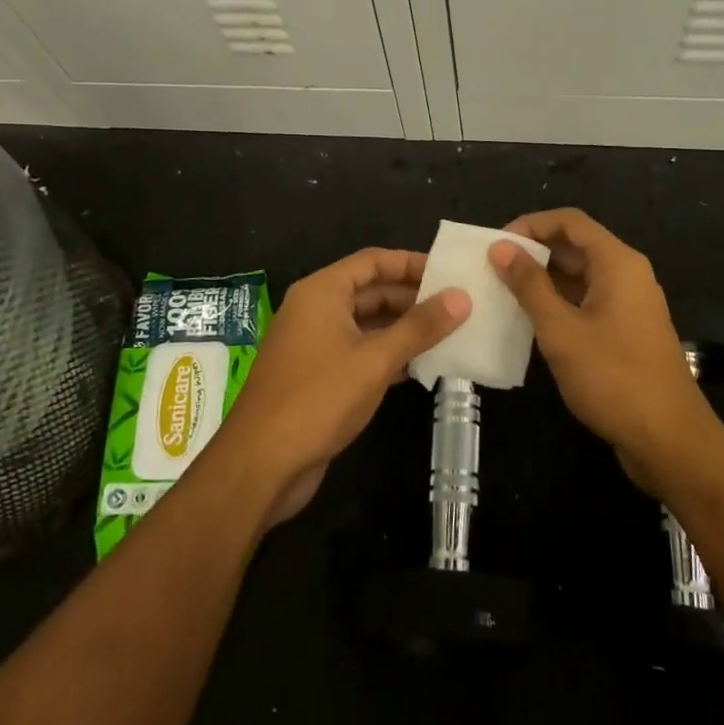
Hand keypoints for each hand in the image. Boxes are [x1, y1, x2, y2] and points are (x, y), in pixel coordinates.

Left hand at [214, 248, 470, 525]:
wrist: (262, 463)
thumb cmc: (319, 398)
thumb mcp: (376, 359)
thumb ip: (420, 327)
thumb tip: (462, 296)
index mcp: (321, 292)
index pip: (372, 261)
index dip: (411, 263)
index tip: (450, 273)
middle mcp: (314, 310)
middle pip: (370, 291)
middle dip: (412, 298)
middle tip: (458, 306)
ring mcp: (314, 344)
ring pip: (366, 324)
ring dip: (403, 329)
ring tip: (450, 335)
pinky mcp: (317, 376)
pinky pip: (358, 352)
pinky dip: (387, 355)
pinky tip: (421, 367)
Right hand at [489, 209, 716, 496]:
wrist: (669, 440)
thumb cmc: (613, 378)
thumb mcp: (561, 330)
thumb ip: (529, 285)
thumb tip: (501, 248)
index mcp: (617, 263)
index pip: (570, 221)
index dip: (531, 225)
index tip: (496, 244)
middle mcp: (626, 275)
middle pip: (575, 246)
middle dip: (533, 252)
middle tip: (492, 269)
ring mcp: (628, 304)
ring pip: (580, 276)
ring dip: (543, 279)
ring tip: (502, 292)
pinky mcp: (626, 331)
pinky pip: (586, 301)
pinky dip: (558, 303)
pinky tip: (529, 320)